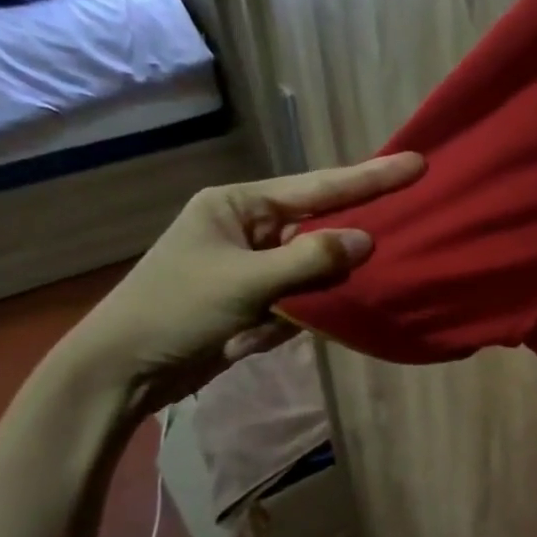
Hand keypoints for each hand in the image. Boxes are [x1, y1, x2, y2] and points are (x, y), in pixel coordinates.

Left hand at [63, 151, 424, 411]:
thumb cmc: (174, 311)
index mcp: (239, 204)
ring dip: (299, 303)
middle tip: (353, 266)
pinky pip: (296, 301)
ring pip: (310, 272)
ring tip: (258, 323)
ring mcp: (252, 265)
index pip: (318, 187)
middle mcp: (249, 227)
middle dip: (331, 258)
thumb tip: (366, 241)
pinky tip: (246, 339)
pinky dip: (283, 323)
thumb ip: (310, 259)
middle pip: (318, 231)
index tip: (416, 164)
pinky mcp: (254, 299)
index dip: (370, 178)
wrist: (120, 372)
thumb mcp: (245, 283)